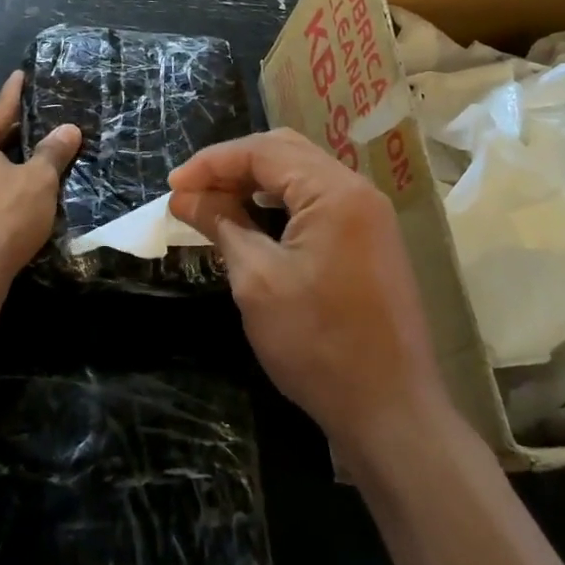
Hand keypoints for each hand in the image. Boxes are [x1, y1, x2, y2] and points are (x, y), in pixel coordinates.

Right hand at [168, 129, 449, 455]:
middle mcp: (357, 190)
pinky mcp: (370, 240)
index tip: (172, 186)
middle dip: (233, 165)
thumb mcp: (257, 280)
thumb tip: (184, 196)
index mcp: (334, 191)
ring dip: (255, 182)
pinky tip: (254, 221)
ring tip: (215, 203)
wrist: (392, 413)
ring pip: (302, 174)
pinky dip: (280, 202)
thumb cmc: (319, 344)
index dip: (212, 162)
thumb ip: (221, 224)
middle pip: (285, 151)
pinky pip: (318, 200)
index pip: (263, 151)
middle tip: (192, 191)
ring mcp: (369, 215)